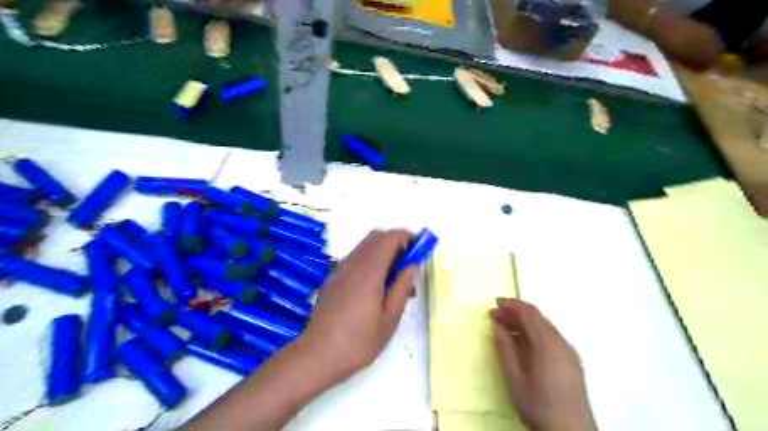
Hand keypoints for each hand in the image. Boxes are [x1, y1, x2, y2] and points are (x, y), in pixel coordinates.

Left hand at [302, 231, 418, 382]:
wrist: (317, 355)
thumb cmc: (359, 341)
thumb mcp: (389, 319)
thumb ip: (402, 287)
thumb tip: (412, 264)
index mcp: (369, 272)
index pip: (389, 238)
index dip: (406, 236)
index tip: (418, 247)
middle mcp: (352, 264)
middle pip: (375, 236)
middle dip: (395, 241)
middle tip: (407, 262)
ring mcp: (339, 269)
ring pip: (364, 245)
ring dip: (381, 250)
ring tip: (392, 276)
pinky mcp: (332, 278)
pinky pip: (354, 257)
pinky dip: (369, 259)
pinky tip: (373, 285)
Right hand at [489, 298, 596, 430]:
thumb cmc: (538, 405)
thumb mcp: (514, 378)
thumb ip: (504, 348)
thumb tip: (495, 324)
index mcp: (547, 344)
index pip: (528, 313)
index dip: (510, 306)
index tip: (493, 306)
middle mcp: (561, 342)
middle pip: (537, 316)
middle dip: (515, 311)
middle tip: (496, 315)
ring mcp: (568, 351)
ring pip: (545, 325)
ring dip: (525, 321)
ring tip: (506, 327)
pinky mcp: (572, 360)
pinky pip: (551, 335)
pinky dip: (535, 331)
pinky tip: (524, 342)